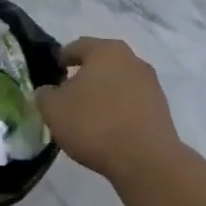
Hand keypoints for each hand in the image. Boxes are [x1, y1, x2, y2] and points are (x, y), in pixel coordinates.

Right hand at [36, 38, 181, 181]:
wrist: (145, 159)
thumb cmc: (94, 124)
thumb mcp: (53, 109)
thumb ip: (45, 95)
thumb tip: (48, 92)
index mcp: (105, 50)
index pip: (77, 46)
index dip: (61, 58)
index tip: (52, 73)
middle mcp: (132, 60)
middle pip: (102, 63)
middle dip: (84, 76)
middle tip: (68, 95)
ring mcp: (150, 84)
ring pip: (118, 83)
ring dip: (103, 94)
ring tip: (88, 116)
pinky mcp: (161, 108)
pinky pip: (132, 103)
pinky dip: (119, 110)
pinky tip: (108, 130)